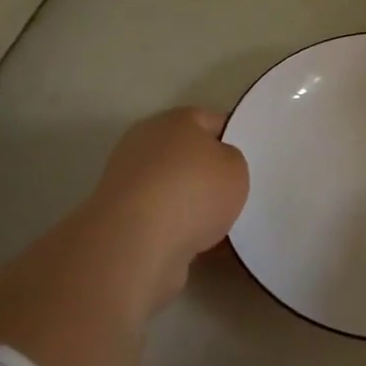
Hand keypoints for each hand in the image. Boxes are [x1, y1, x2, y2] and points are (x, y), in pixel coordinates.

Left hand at [57, 107, 249, 315]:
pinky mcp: (117, 215)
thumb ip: (231, 160)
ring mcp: (127, 178)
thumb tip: (215, 166)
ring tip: (219, 227)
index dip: (234, 140)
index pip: (213, 122)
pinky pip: (159, 217)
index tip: (248, 163)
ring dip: (191, 204)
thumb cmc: (194, 192)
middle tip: (233, 194)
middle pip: (188, 154)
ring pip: (173, 188)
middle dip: (208, 173)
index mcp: (177, 120)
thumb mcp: (236, 168)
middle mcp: (147, 141)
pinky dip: (176, 229)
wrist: (136, 243)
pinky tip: (197, 246)